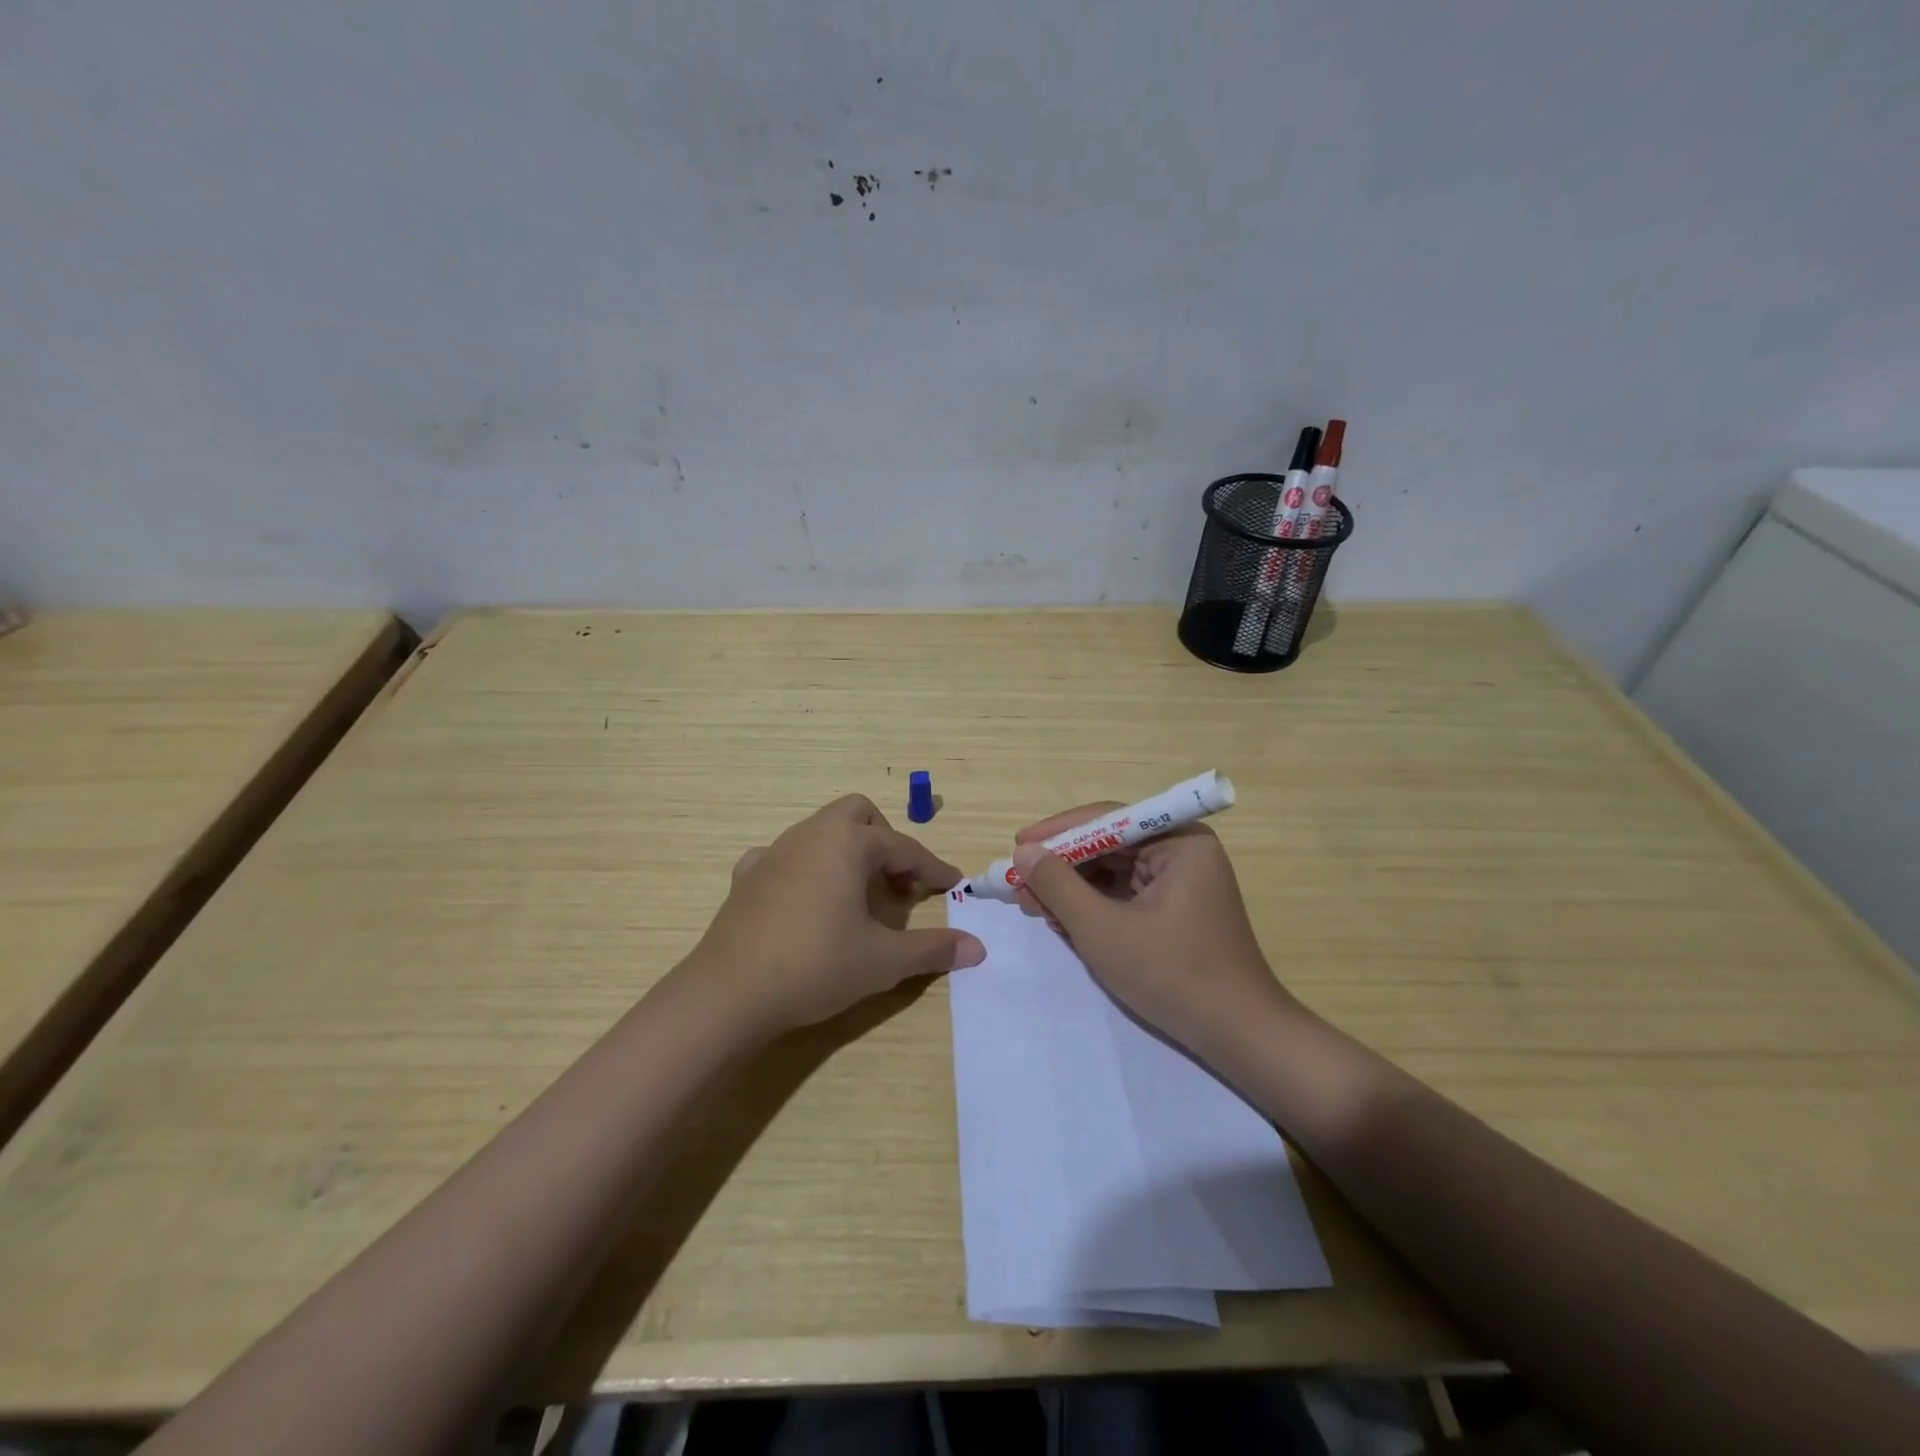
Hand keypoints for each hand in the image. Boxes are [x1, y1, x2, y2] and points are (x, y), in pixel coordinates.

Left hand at [692, 795, 985, 1034]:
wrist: (728, 993)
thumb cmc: (815, 966)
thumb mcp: (883, 961)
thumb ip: (932, 949)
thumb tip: (977, 948)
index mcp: (847, 843)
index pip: (903, 847)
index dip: (933, 867)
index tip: (953, 884)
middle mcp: (810, 834)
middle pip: (858, 814)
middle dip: (885, 840)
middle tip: (898, 882)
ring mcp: (773, 852)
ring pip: (821, 831)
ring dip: (847, 852)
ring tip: (859, 894)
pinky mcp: (746, 876)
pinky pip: (785, 857)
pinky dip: (806, 868)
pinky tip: (807, 900)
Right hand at [1011, 803, 1290, 1059]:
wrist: (1239, 1036)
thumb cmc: (1172, 975)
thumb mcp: (1102, 930)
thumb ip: (1058, 886)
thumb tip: (1024, 853)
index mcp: (1179, 841)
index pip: (1107, 820)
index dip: (1058, 832)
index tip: (1017, 847)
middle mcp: (1183, 851)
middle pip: (1108, 845)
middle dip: (1062, 867)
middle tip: (1019, 886)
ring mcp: (1182, 882)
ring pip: (1113, 872)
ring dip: (1073, 889)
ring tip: (1034, 907)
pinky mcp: (1177, 910)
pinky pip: (1126, 894)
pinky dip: (1094, 906)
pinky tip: (1064, 921)